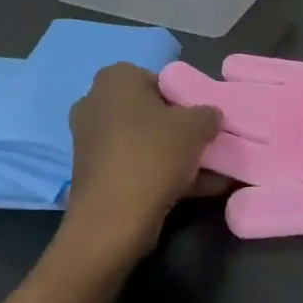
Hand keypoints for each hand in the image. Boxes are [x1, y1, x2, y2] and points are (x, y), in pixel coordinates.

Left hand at [58, 63, 219, 265]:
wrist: (112, 222)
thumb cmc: (152, 155)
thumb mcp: (196, 126)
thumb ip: (208, 113)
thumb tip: (210, 117)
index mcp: (115, 79)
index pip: (159, 80)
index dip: (185, 99)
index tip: (203, 120)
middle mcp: (96, 104)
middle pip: (150, 112)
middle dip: (178, 128)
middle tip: (205, 143)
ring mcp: (91, 142)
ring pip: (144, 142)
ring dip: (174, 155)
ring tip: (211, 171)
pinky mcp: (93, 175)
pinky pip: (135, 166)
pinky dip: (161, 175)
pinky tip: (197, 189)